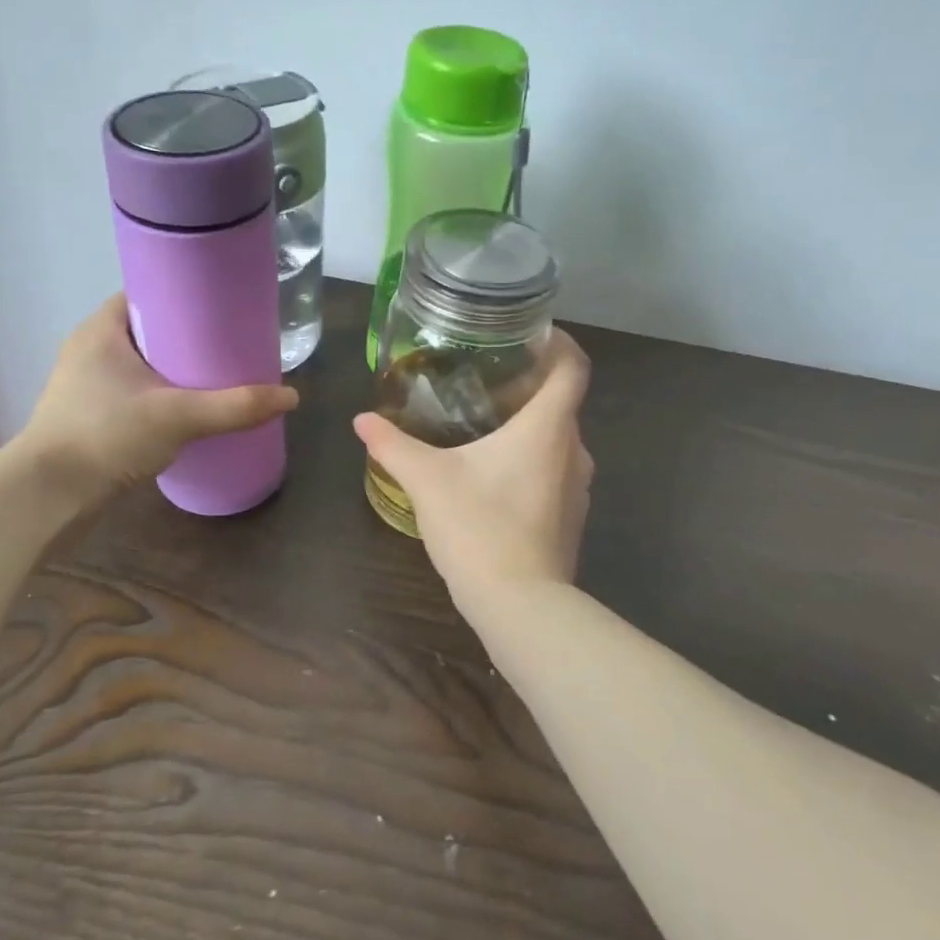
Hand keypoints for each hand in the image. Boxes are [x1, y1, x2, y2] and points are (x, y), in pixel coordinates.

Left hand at [16, 294, 297, 502]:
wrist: (49, 496)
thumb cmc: (106, 436)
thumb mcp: (178, 416)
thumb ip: (235, 406)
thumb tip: (291, 397)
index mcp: (101, 330)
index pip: (146, 294)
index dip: (184, 296)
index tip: (220, 307)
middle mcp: (89, 349)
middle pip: (148, 329)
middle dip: (186, 336)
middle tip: (228, 343)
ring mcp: (85, 384)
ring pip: (140, 363)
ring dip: (173, 367)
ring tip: (215, 374)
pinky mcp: (88, 414)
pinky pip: (132, 390)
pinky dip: (159, 392)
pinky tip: (187, 408)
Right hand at [353, 330, 593, 603]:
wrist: (520, 604)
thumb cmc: (479, 526)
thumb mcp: (427, 480)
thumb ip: (393, 445)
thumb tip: (362, 420)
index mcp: (548, 427)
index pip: (573, 367)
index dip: (558, 343)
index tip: (531, 335)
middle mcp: (574, 450)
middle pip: (563, 402)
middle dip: (531, 386)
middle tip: (487, 379)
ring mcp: (578, 487)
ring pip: (559, 440)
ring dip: (531, 427)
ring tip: (487, 424)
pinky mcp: (571, 517)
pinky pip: (555, 472)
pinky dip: (532, 461)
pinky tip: (495, 475)